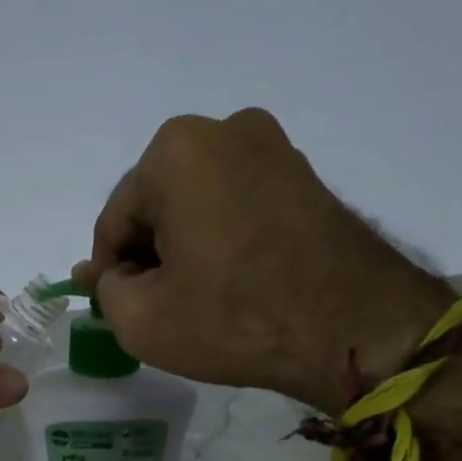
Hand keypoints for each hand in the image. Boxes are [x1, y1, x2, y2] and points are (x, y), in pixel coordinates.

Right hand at [73, 109, 452, 412]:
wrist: (356, 329)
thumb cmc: (235, 318)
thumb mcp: (141, 319)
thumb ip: (106, 290)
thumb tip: (107, 274)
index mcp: (174, 152)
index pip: (115, 221)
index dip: (107, 270)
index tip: (114, 306)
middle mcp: (224, 131)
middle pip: (156, 205)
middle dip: (147, 253)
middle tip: (153, 305)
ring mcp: (272, 147)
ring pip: (196, 203)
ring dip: (183, 246)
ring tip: (193, 297)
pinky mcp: (303, 174)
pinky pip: (236, 204)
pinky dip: (220, 237)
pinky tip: (228, 281)